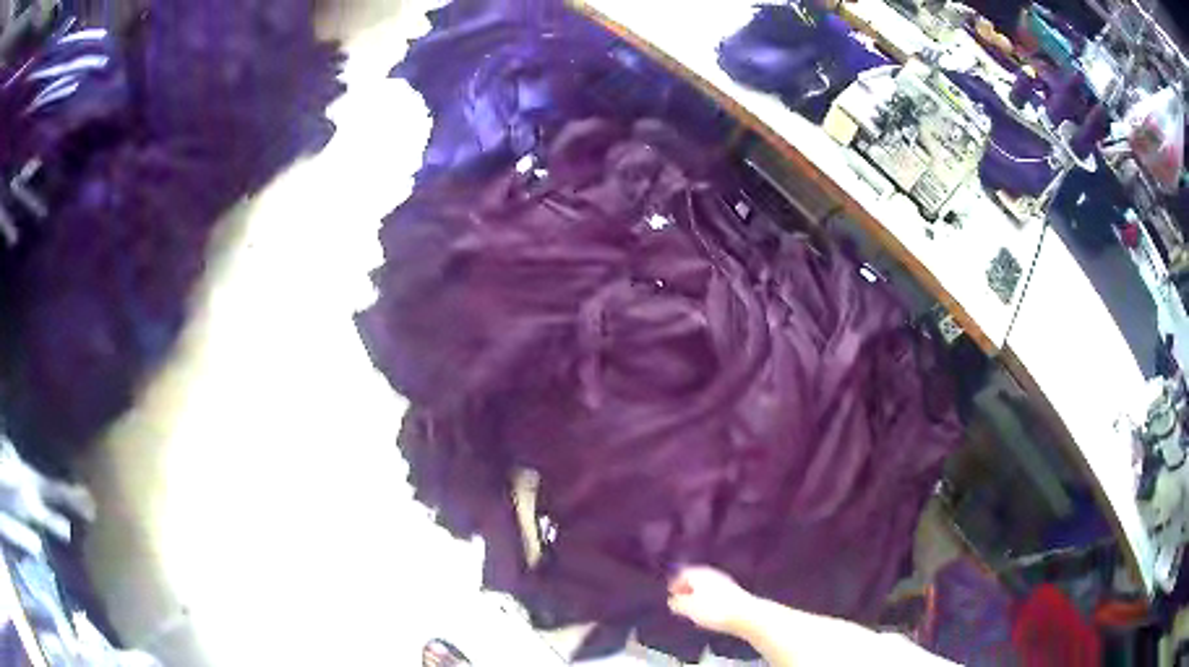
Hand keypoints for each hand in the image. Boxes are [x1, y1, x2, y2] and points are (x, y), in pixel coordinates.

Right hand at [667, 566, 755, 634]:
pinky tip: (708, 612)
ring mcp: (725, 582)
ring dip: (697, 596)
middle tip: (680, 601)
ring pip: (706, 587)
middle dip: (686, 589)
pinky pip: (715, 594)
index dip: (675, 583)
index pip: (683, 573)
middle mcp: (712, 574)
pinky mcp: (734, 593)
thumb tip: (672, 600)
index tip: (671, 594)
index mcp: (699, 574)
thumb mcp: (689, 608)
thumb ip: (677, 603)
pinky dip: (708, 600)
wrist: (745, 614)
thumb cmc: (714, 610)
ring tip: (692, 609)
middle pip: (695, 578)